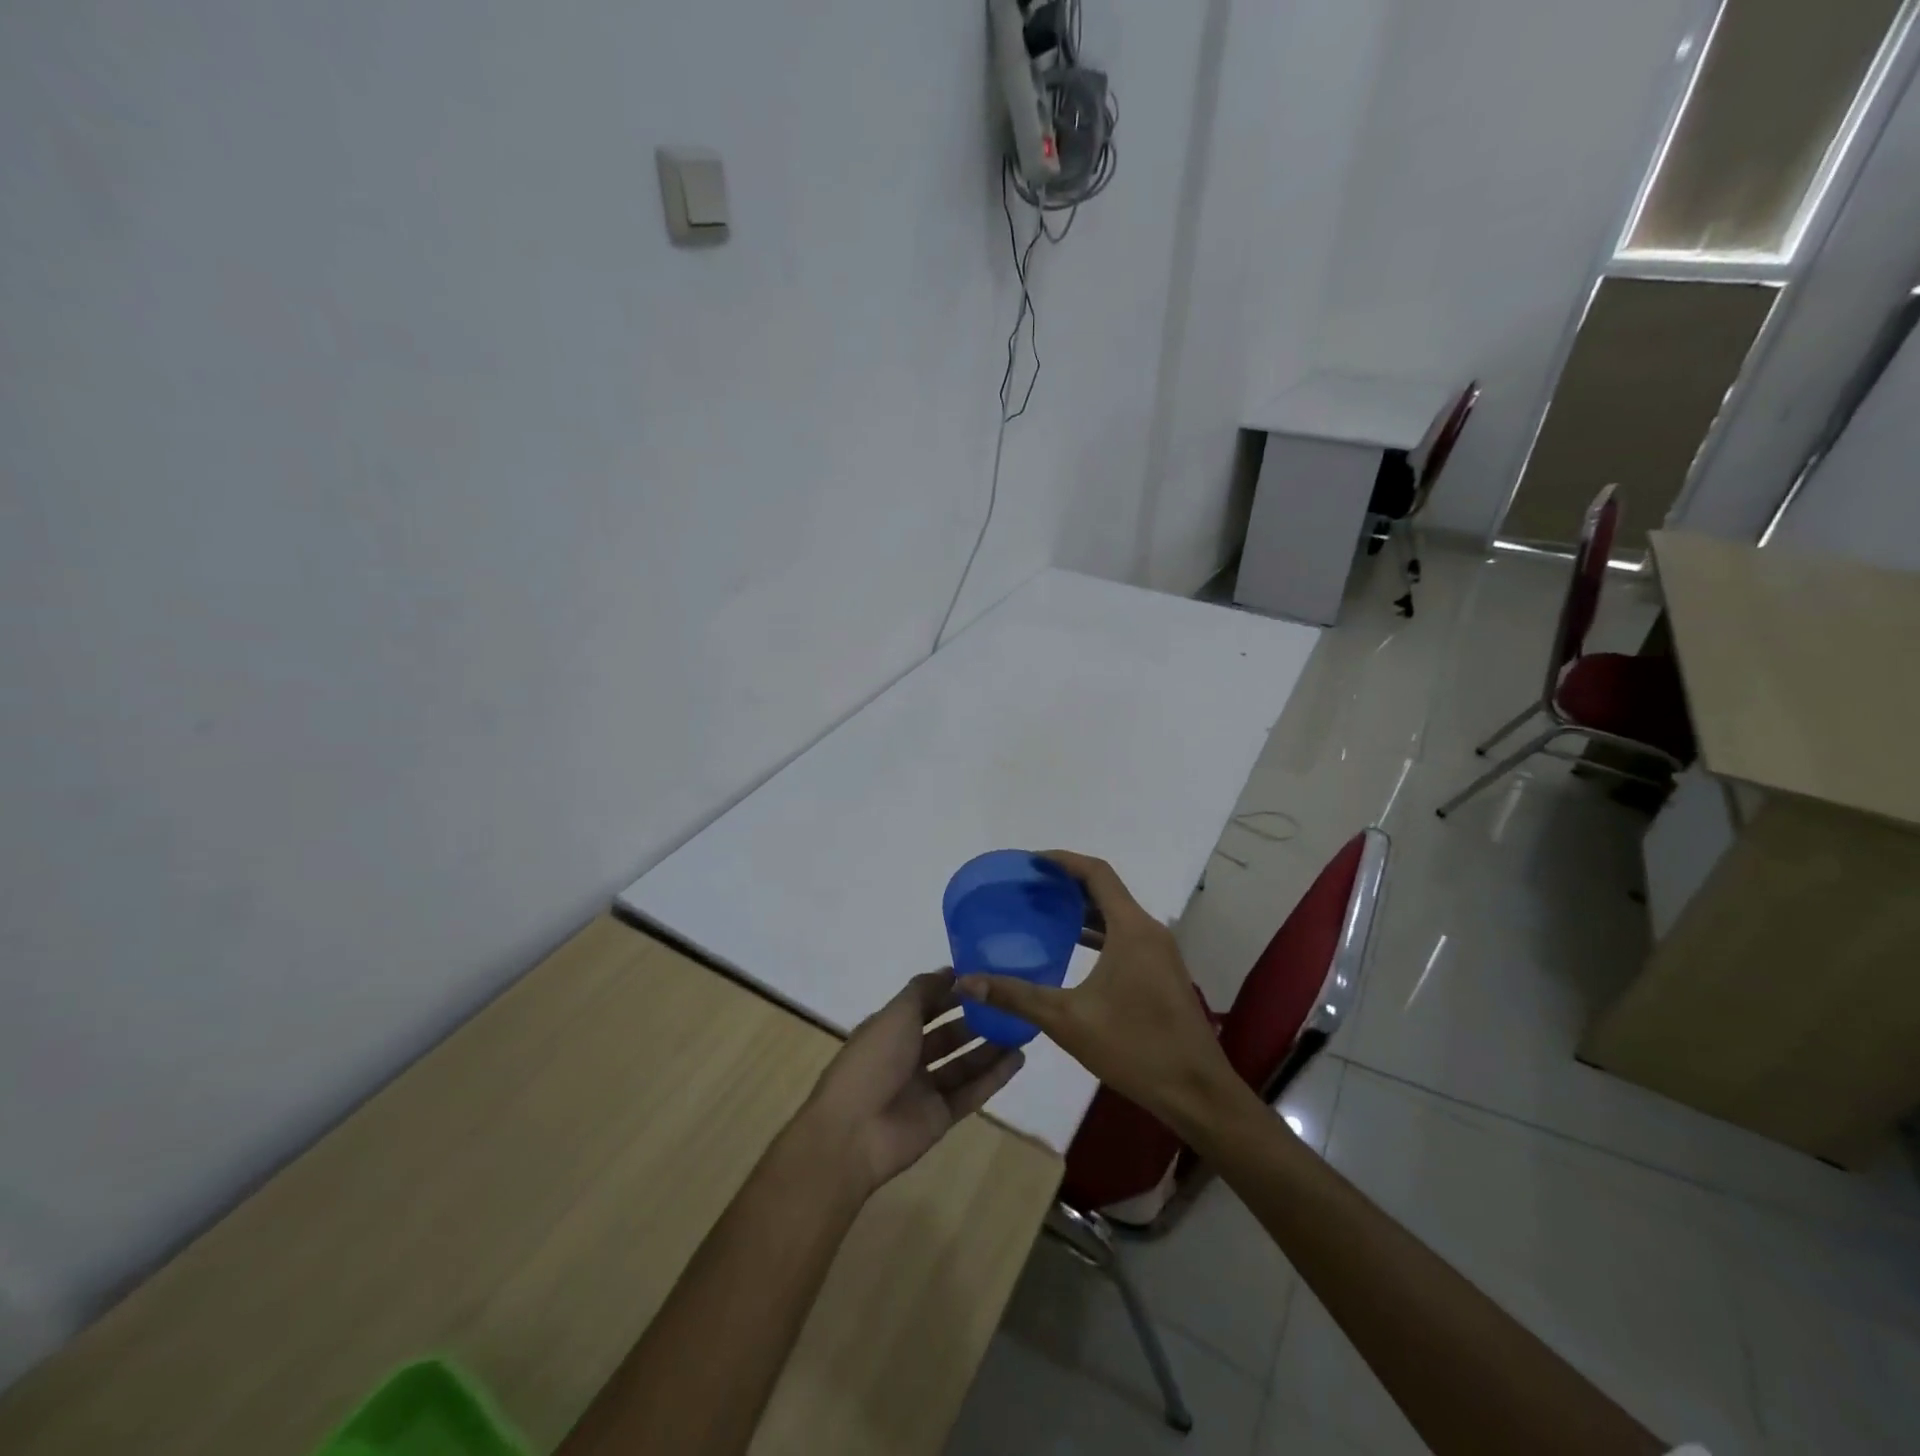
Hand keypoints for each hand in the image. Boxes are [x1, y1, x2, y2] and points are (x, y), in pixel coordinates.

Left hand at [805, 970, 1024, 1193]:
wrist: (853, 1132)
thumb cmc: (873, 1061)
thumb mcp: (896, 1014)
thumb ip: (924, 990)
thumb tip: (949, 971)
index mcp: (891, 1029)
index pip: (926, 1005)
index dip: (951, 992)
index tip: (984, 978)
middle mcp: (908, 1056)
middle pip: (948, 1034)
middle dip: (976, 1019)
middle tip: (1010, 1004)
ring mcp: (925, 1088)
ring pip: (963, 1063)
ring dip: (990, 1046)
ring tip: (1023, 1028)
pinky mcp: (941, 1116)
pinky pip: (972, 1092)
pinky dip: (994, 1077)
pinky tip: (1019, 1058)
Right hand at [955, 851, 1240, 1139]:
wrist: (1197, 1092)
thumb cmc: (1134, 1048)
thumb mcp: (1067, 1021)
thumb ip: (1016, 996)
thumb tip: (966, 982)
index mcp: (1131, 929)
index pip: (1096, 873)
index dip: (1062, 860)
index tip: (1030, 862)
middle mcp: (1149, 930)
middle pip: (1106, 889)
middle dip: (1066, 883)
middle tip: (1027, 887)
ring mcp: (1159, 952)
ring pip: (1116, 914)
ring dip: (1082, 908)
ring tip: (1042, 911)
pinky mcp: (1162, 972)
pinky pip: (1125, 935)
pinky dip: (1097, 931)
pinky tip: (1072, 948)